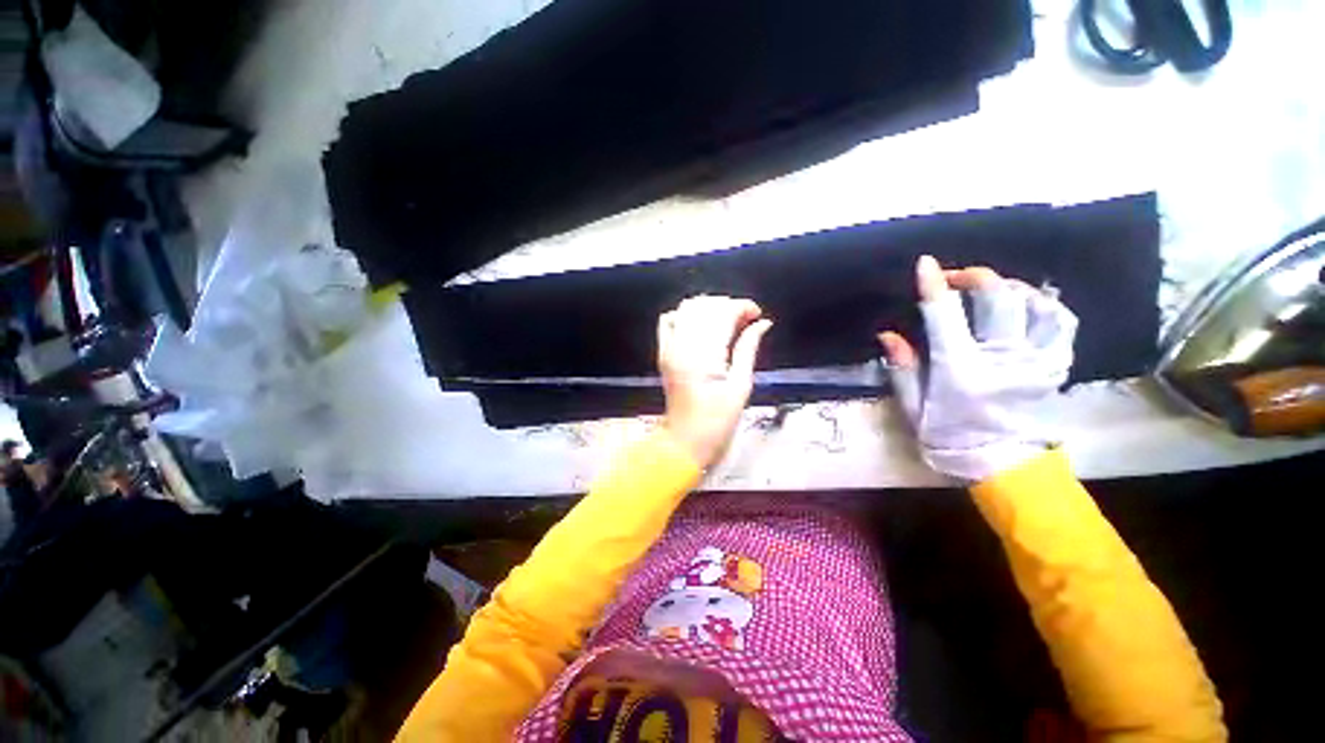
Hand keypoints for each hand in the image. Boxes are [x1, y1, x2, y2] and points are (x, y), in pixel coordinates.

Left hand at [658, 296, 772, 468]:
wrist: (685, 441)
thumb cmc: (718, 420)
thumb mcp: (741, 385)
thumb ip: (748, 349)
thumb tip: (763, 324)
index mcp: (705, 355)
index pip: (722, 313)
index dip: (742, 307)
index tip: (757, 315)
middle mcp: (683, 346)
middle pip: (705, 305)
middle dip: (728, 305)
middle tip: (746, 319)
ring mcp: (669, 348)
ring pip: (687, 308)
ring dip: (709, 307)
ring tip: (726, 321)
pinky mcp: (663, 353)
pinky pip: (668, 321)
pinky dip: (684, 315)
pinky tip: (700, 325)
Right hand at [879, 255, 1077, 482]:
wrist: (1003, 465)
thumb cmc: (949, 437)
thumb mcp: (913, 408)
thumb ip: (902, 370)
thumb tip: (889, 334)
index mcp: (962, 372)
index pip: (945, 319)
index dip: (934, 287)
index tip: (924, 264)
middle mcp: (1004, 360)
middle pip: (999, 300)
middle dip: (975, 277)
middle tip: (956, 276)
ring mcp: (1037, 361)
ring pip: (1037, 305)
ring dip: (1011, 287)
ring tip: (993, 288)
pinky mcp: (1056, 366)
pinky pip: (1062, 323)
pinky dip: (1045, 304)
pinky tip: (1028, 301)